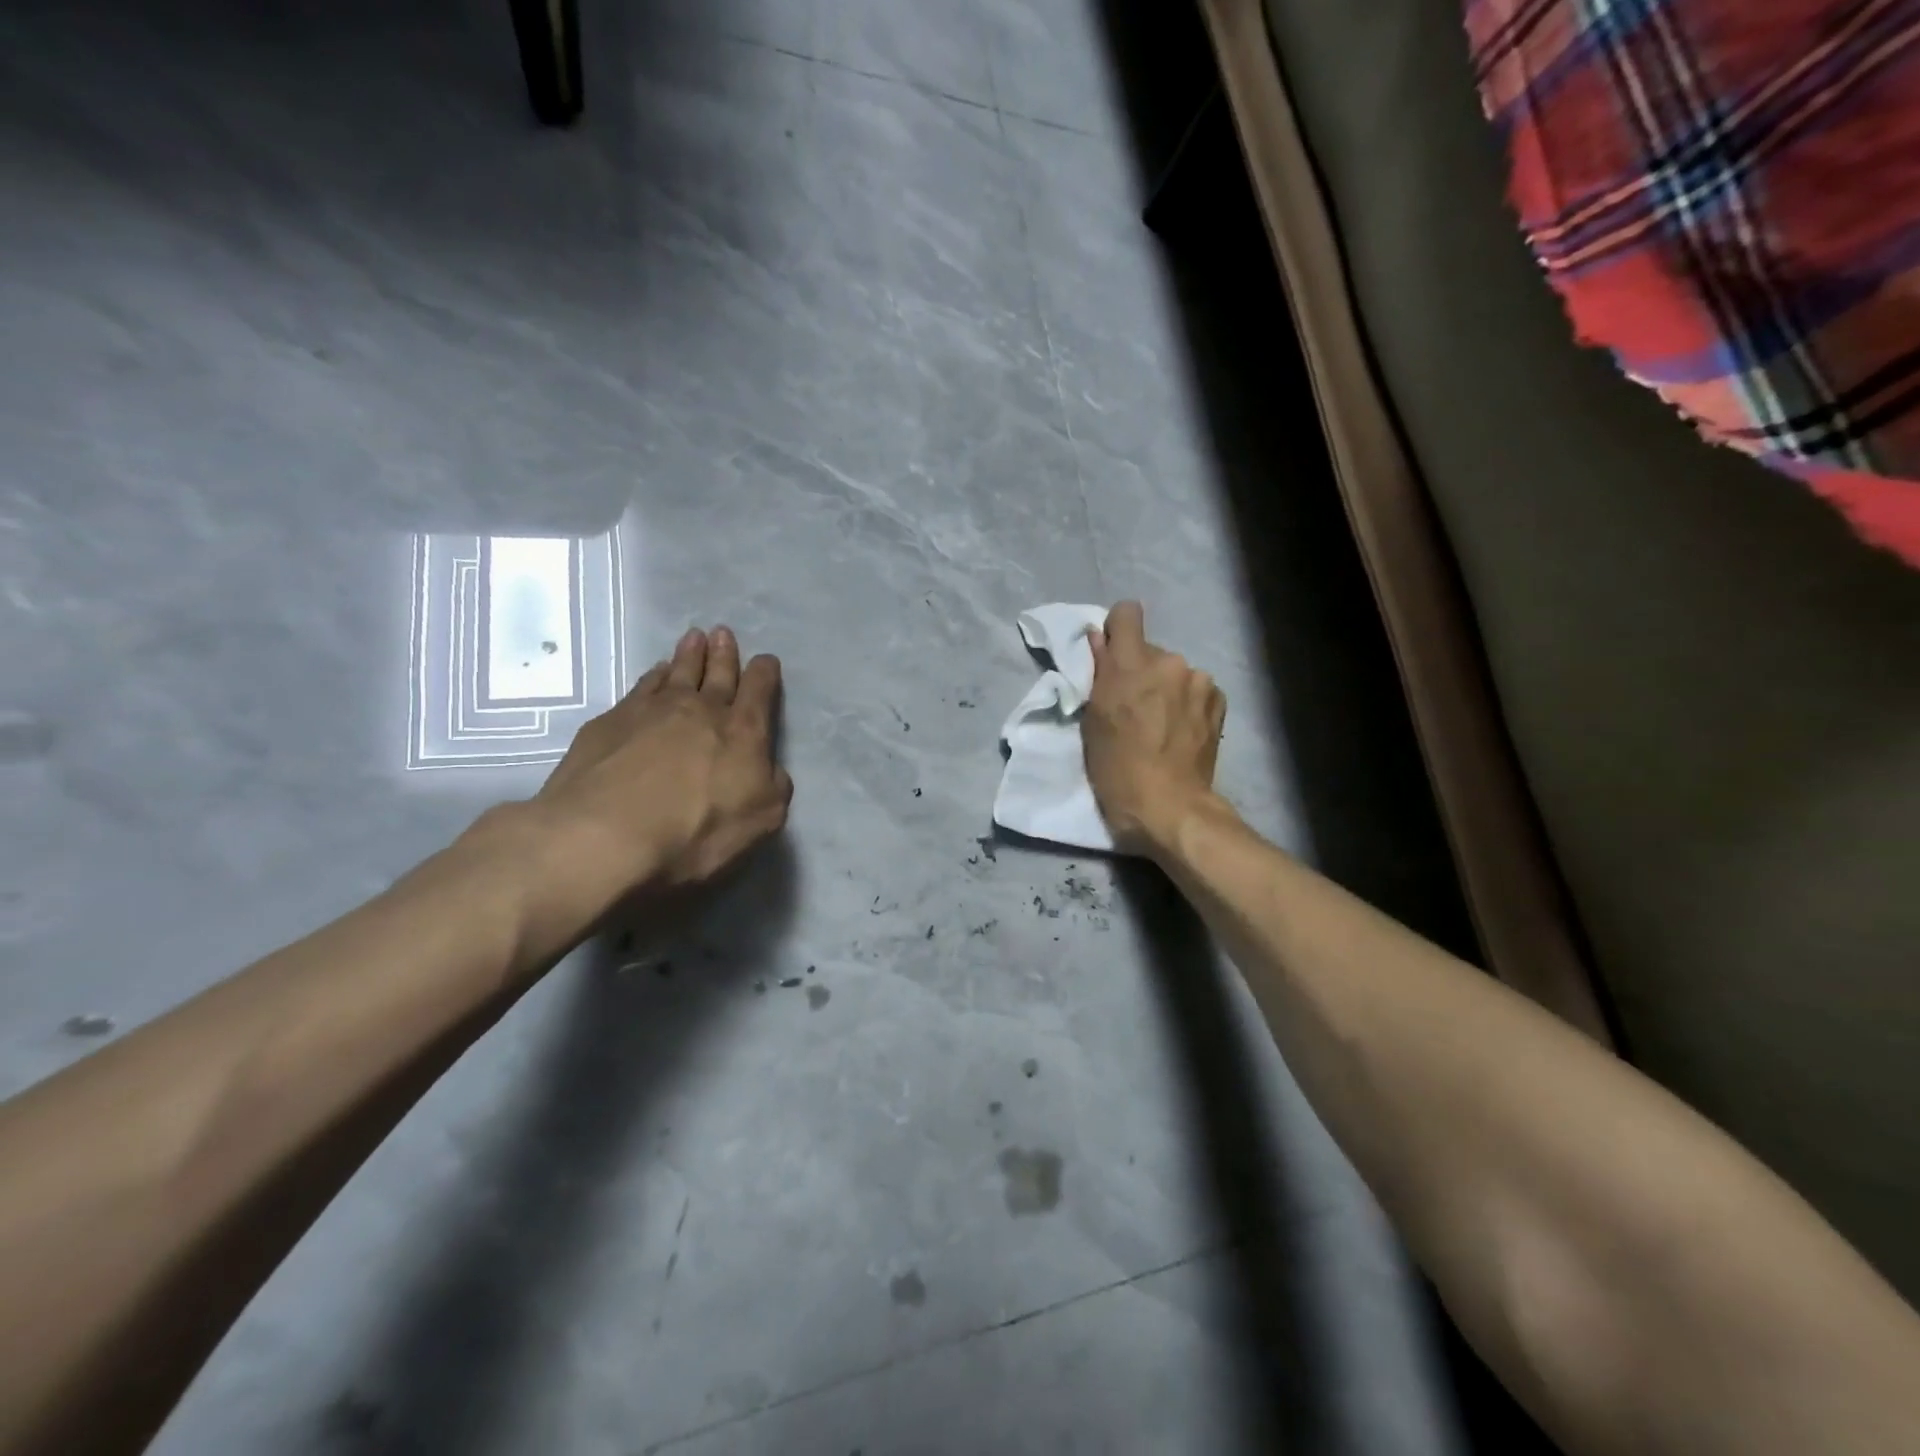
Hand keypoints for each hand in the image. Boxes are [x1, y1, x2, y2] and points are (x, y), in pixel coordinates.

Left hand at [510, 627, 791, 941]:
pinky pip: (640, 688)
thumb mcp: (760, 819)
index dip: (765, 674)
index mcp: (743, 732)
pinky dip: (652, 676)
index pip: (760, 692)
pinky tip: (654, 672)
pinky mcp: (610, 722)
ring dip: (688, 655)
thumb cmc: (695, 833)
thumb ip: (772, 786)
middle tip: (723, 633)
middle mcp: (700, 710)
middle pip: (717, 674)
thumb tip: (768, 768)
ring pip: (677, 673)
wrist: (604, 835)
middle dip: (725, 654)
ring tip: (694, 638)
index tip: (766, 660)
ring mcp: (652, 711)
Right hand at [1083, 601, 1226, 855]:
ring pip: (1174, 672)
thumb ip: (1098, 673)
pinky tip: (1182, 731)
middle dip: (1141, 671)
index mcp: (1131, 665)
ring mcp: (1200, 681)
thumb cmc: (1117, 769)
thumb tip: (1099, 639)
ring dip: (1167, 688)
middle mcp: (1169, 662)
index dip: (1118, 629)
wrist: (1170, 807)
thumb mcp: (1094, 721)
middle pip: (1150, 650)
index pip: (1127, 613)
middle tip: (1134, 707)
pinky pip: (1196, 689)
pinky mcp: (1219, 701)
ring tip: (1161, 724)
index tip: (1112, 655)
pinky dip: (1188, 702)